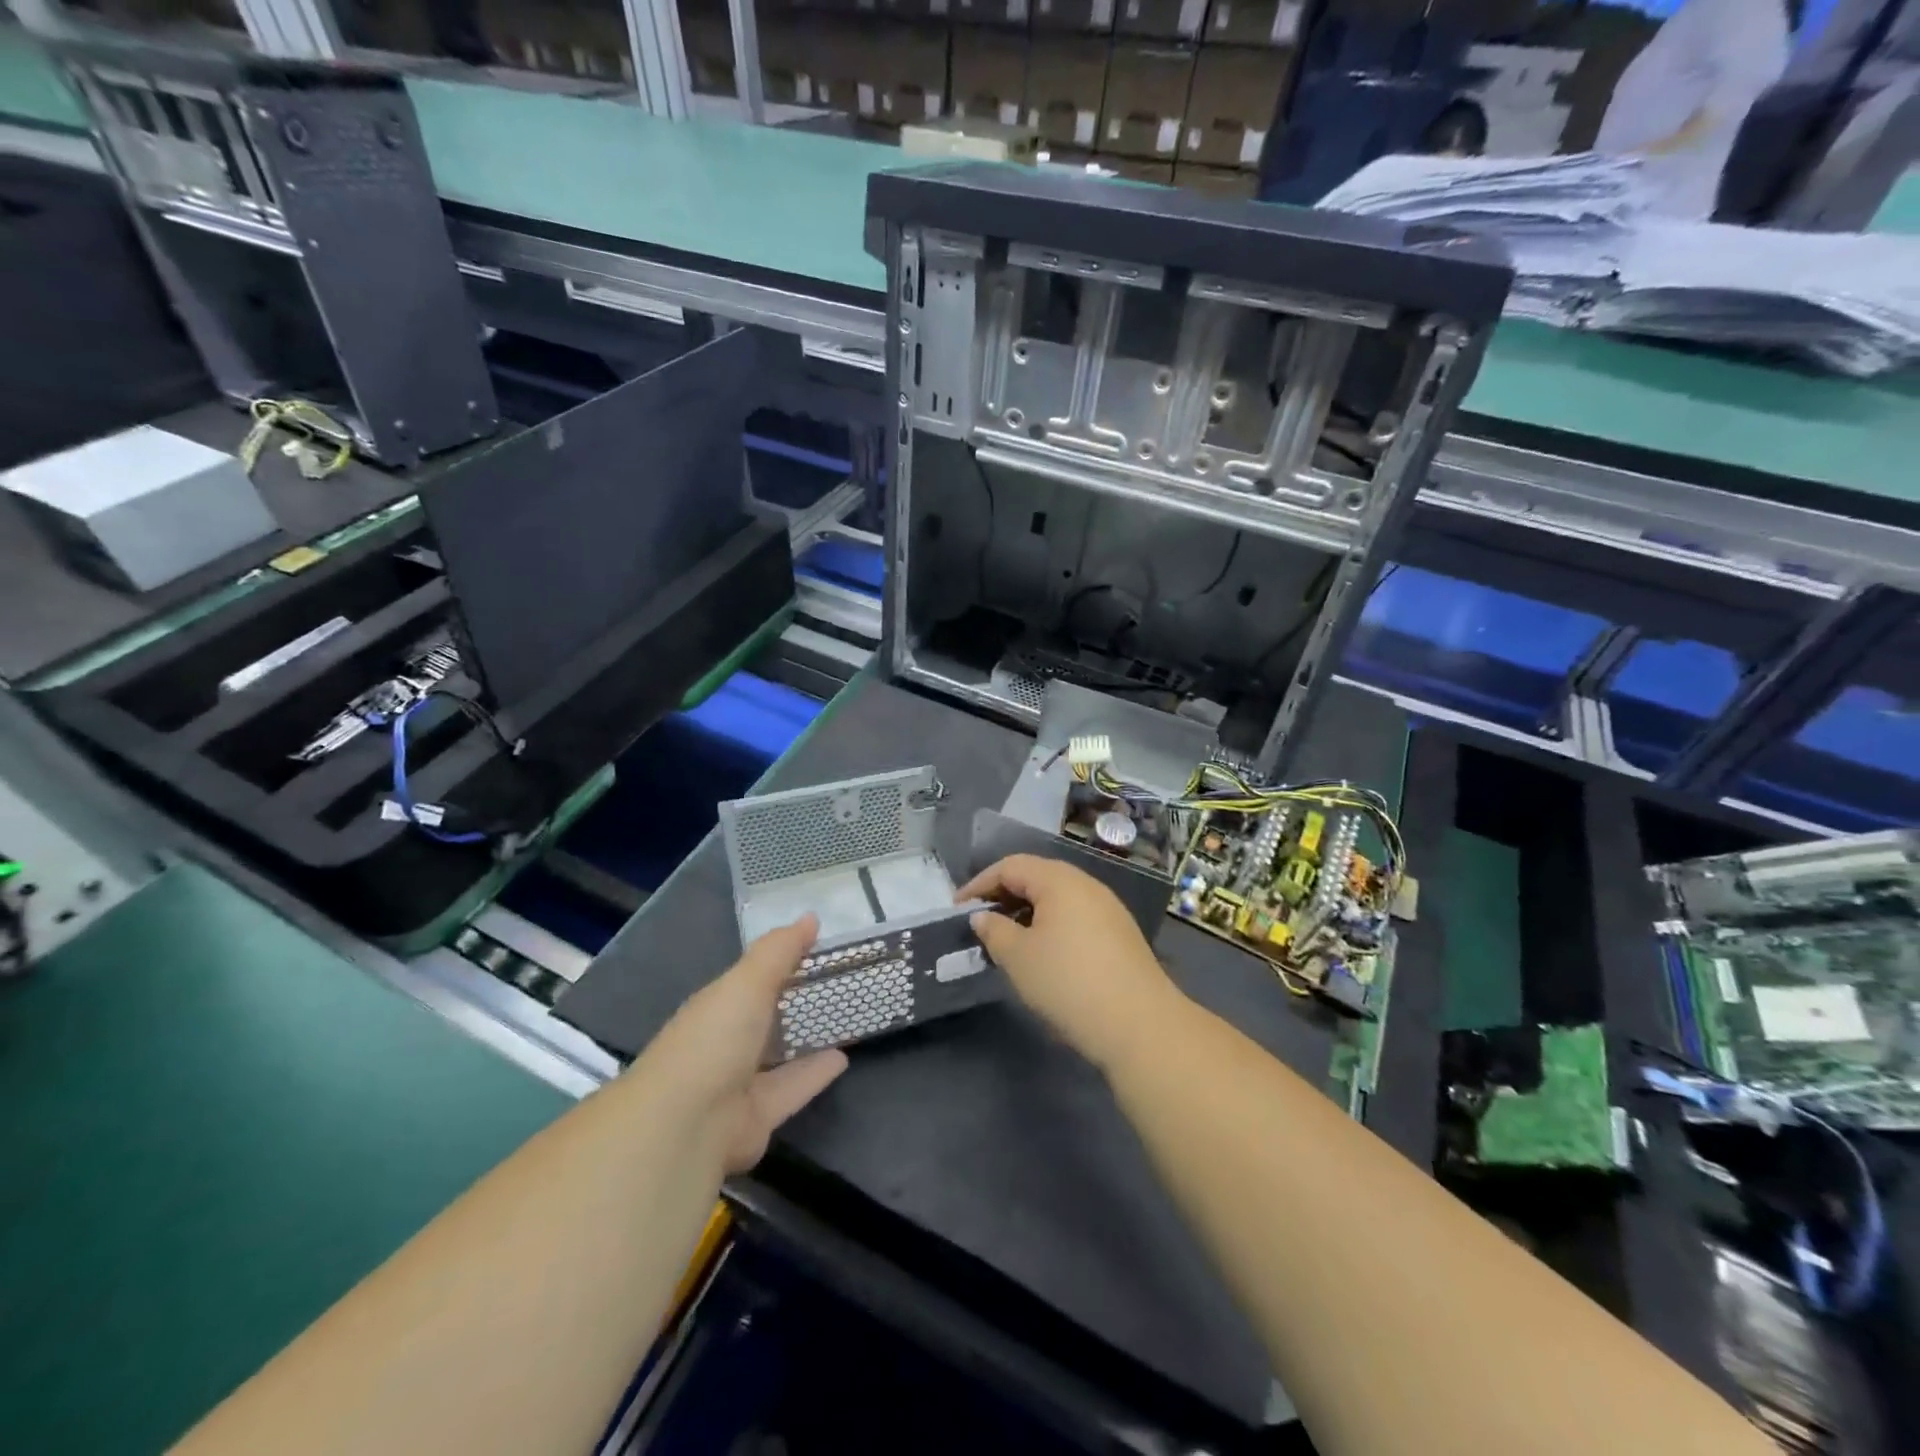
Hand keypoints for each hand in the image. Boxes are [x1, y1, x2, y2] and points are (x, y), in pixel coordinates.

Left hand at [636, 915, 847, 1173]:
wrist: (688, 1125)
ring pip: (775, 1057)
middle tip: (833, 982)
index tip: (814, 946)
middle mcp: (722, 1044)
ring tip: (841, 1020)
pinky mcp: (757, 1118)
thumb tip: (811, 917)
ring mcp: (736, 1084)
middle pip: (760, 1019)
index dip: (777, 962)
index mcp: (714, 1007)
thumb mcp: (748, 982)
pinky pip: (791, 1089)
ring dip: (802, 1041)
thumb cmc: (715, 1038)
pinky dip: (814, 1074)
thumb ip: (780, 951)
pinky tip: (843, 1058)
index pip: (747, 979)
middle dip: (788, 1003)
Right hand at [956, 855, 1184, 1069]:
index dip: (980, 884)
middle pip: (1036, 877)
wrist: (1139, 1024)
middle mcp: (1086, 885)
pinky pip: (1075, 917)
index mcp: (1059, 880)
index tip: (957, 908)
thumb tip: (983, 917)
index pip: (1010, 866)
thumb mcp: (1018, 957)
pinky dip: (1050, 926)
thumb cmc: (1068, 981)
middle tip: (979, 922)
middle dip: (1004, 896)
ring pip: (1057, 899)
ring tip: (1006, 940)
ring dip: (1027, 913)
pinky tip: (1042, 954)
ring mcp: (1108, 909)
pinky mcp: (1120, 934)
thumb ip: (994, 930)